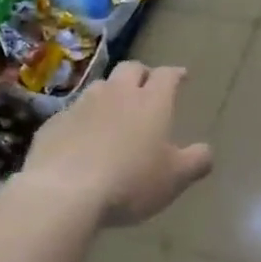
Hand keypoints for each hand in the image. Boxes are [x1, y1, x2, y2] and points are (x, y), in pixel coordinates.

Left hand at [20, 61, 213, 225]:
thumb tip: (206, 151)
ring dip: (110, 93)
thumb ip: (196, 161)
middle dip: (142, 74)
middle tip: (147, 85)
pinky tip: (82, 137)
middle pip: (130, 69)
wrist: (64, 192)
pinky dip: (83, 118)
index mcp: (151, 102)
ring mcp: (82, 105)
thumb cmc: (130, 182)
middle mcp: (117, 94)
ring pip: (100, 87)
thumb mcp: (175, 178)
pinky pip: (73, 113)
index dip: (175, 74)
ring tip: (114, 110)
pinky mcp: (54, 123)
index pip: (166, 76)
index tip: (181, 76)